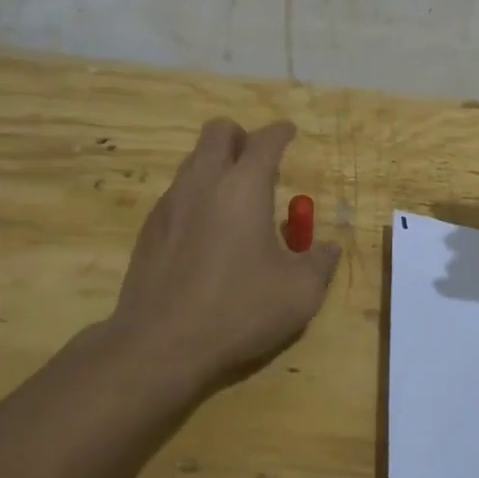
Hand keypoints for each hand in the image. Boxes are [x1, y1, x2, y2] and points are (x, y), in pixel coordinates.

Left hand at [110, 118, 340, 387]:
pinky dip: (197, 196)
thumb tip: (329, 248)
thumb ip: (320, 263)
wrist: (158, 346)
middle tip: (259, 163)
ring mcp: (170, 204)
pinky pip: (177, 193)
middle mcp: (203, 183)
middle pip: (218, 131)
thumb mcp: (299, 293)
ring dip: (217, 165)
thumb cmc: (237, 311)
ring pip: (194, 160)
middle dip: (241, 137)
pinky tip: (207, 235)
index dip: (281, 132)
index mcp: (244, 187)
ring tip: (237, 202)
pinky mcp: (149, 229)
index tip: (289, 133)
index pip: (264, 140)